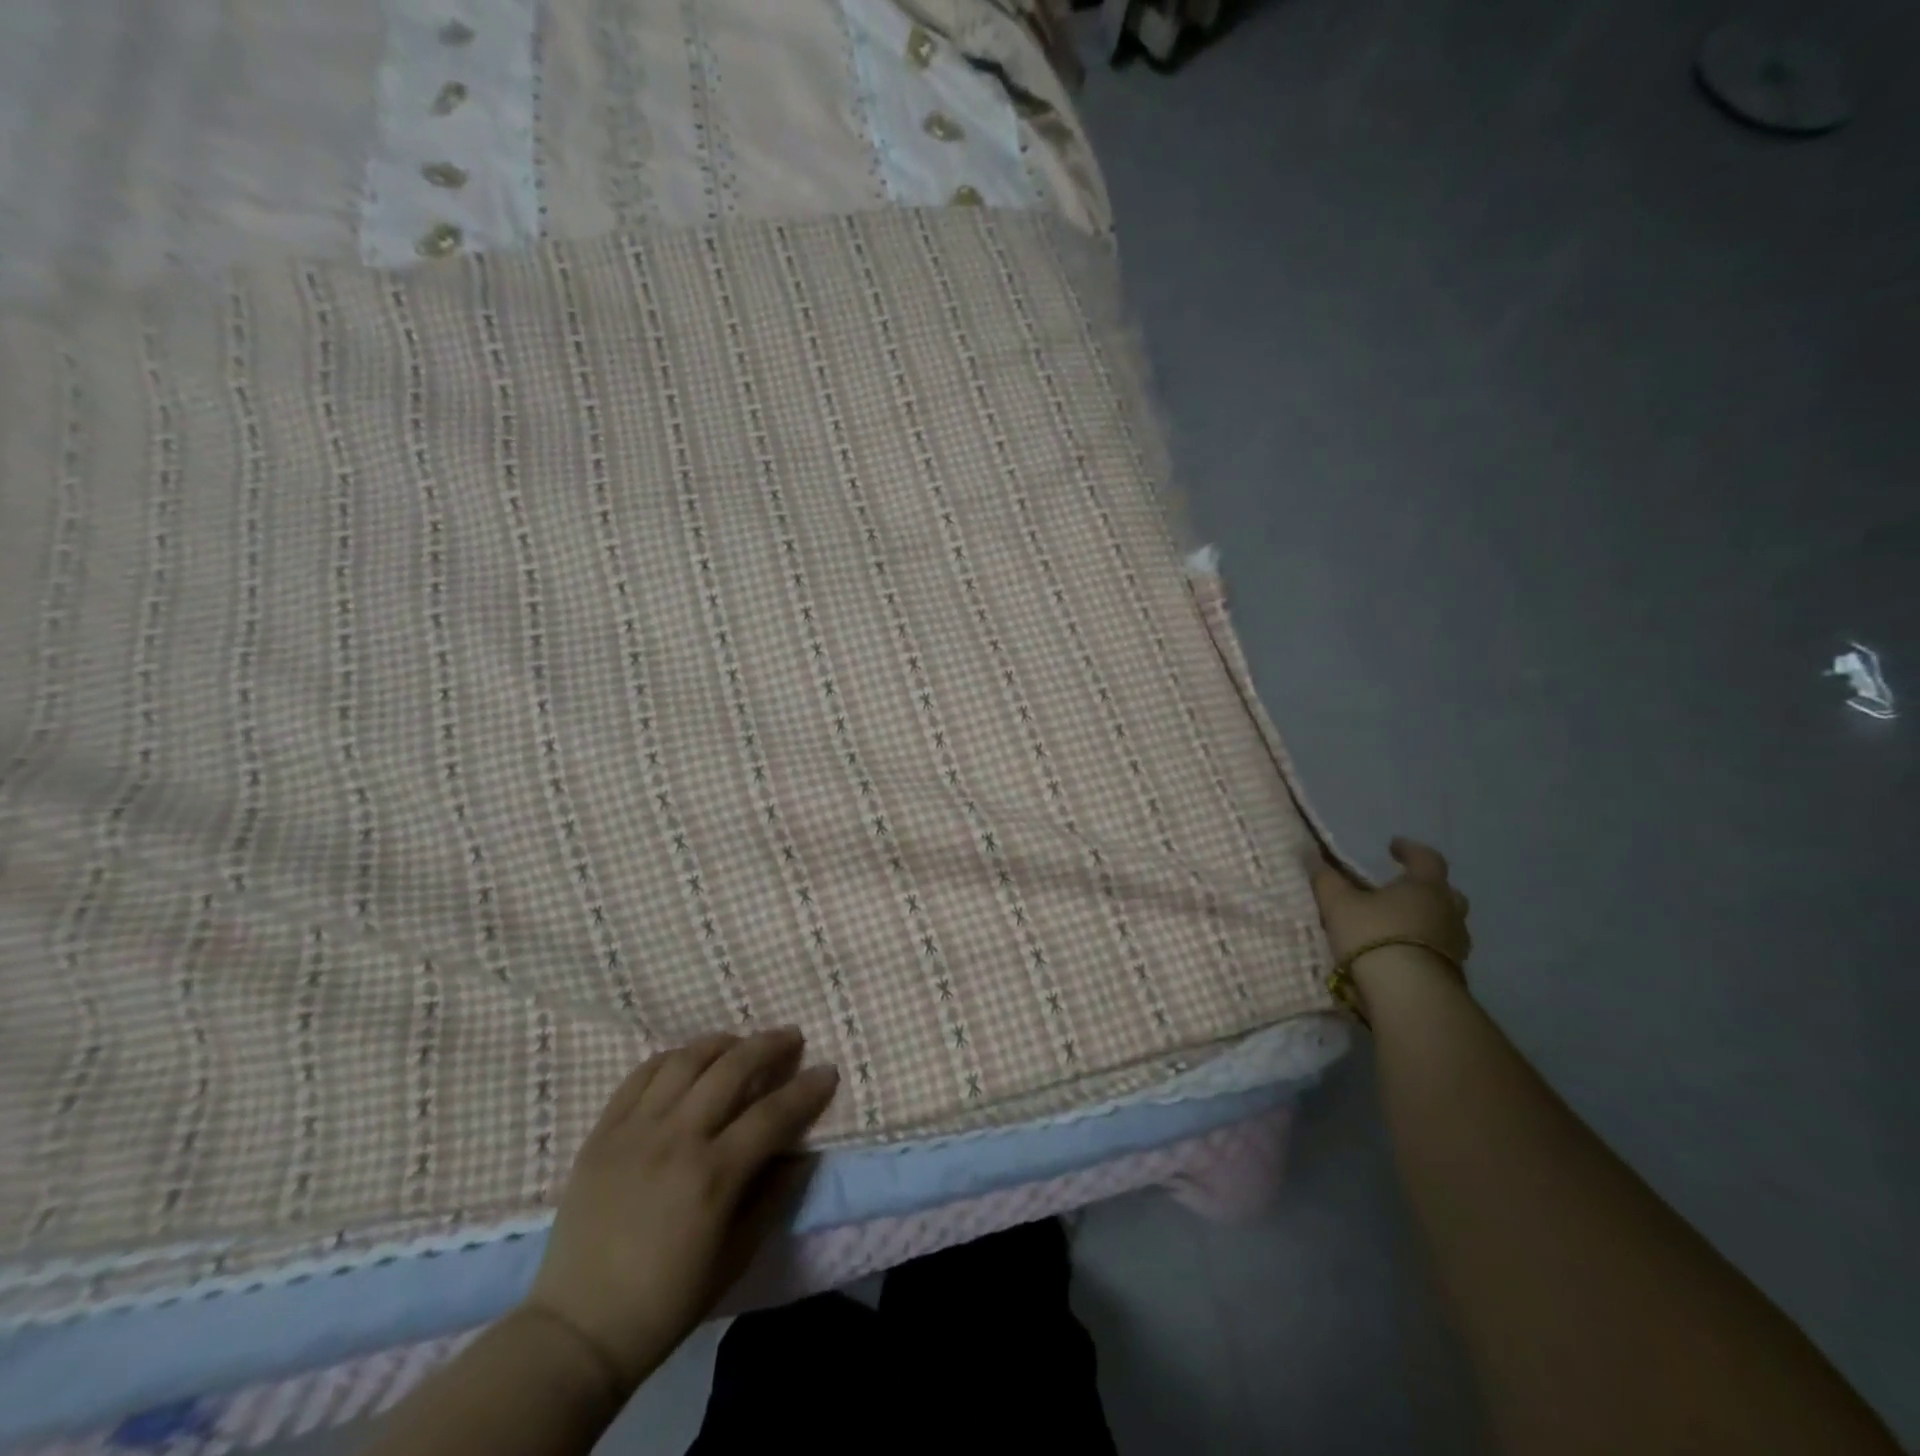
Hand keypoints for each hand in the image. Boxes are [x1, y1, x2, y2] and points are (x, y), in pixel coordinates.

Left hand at [523, 1029, 839, 1395]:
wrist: (576, 1329)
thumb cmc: (666, 1301)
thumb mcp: (735, 1258)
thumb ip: (773, 1198)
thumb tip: (803, 1155)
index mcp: (712, 1176)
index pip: (773, 1114)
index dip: (806, 1089)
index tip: (828, 1071)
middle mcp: (676, 1139)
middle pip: (732, 1068)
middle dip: (770, 1045)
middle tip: (792, 1037)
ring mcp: (635, 1129)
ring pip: (686, 1060)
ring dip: (722, 1042)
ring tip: (741, 1042)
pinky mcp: (602, 1131)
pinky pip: (641, 1074)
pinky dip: (671, 1058)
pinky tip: (688, 1060)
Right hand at [1312, 837, 1471, 968]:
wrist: (1408, 995)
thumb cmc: (1373, 935)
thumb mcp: (1338, 903)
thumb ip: (1326, 879)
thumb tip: (1312, 856)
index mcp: (1425, 887)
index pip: (1426, 858)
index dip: (1410, 850)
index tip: (1393, 846)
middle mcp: (1448, 913)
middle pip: (1446, 894)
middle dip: (1426, 889)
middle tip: (1403, 891)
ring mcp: (1456, 947)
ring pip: (1446, 925)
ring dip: (1427, 922)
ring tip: (1400, 926)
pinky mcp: (1454, 976)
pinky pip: (1440, 953)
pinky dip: (1424, 949)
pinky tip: (1402, 955)